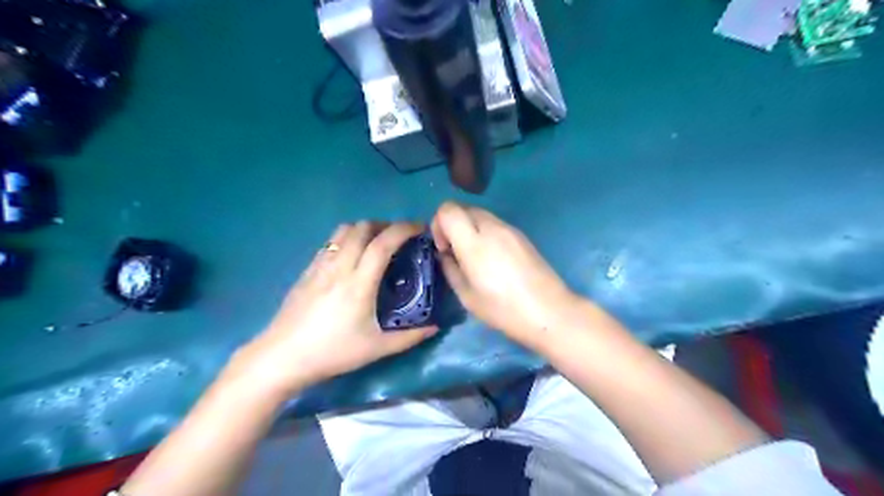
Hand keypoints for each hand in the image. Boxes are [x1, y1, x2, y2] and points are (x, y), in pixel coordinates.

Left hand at [228, 223, 432, 395]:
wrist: (282, 358)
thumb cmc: (332, 352)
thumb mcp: (376, 349)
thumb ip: (409, 337)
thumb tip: (435, 328)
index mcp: (359, 283)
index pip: (383, 243)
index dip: (404, 230)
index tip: (419, 229)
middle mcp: (339, 267)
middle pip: (362, 228)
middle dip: (385, 225)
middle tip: (399, 239)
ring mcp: (320, 266)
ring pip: (343, 231)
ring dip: (364, 229)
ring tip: (376, 244)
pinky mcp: (307, 270)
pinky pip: (330, 243)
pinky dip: (347, 239)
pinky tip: (352, 258)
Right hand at [432, 202, 585, 349]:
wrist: (549, 311)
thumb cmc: (503, 310)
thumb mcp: (467, 296)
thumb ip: (450, 269)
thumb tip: (445, 255)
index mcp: (474, 243)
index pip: (447, 210)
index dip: (438, 224)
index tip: (444, 248)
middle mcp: (492, 227)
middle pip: (463, 208)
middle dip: (452, 225)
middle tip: (456, 253)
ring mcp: (510, 229)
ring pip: (479, 214)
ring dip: (469, 228)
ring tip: (475, 258)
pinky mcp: (522, 235)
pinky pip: (495, 224)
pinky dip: (485, 233)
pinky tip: (493, 259)